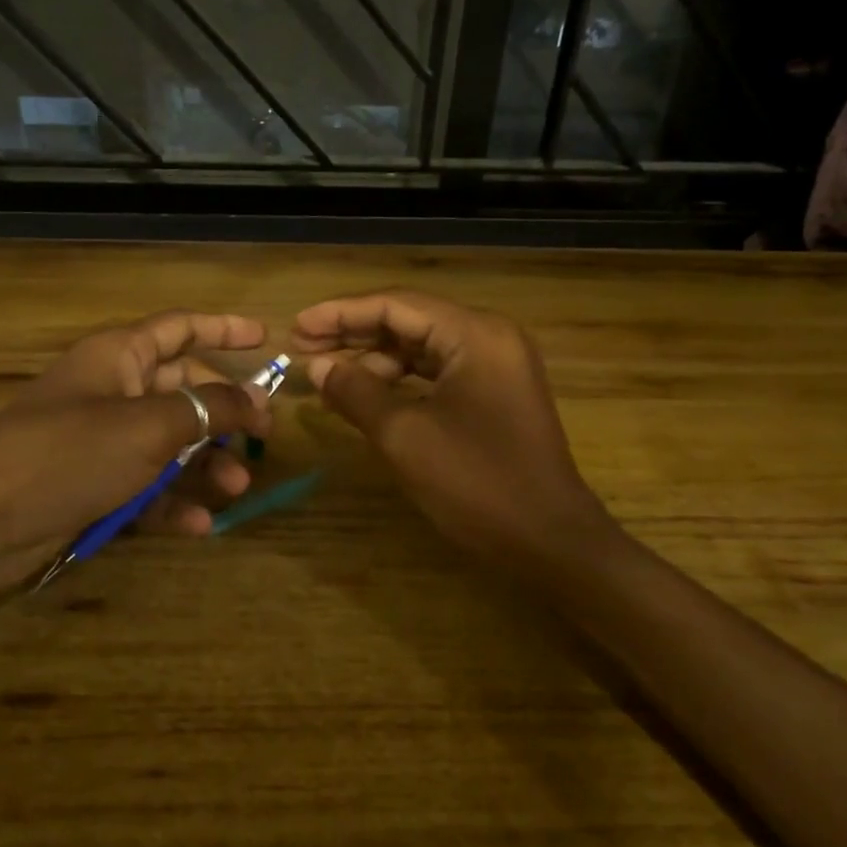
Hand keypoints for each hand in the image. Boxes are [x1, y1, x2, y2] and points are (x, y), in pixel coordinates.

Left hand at [0, 312, 274, 590]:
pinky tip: (198, 525)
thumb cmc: (69, 453)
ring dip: (205, 465)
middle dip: (223, 414)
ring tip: (237, 488)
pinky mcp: (92, 485)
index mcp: (119, 357)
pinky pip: (145, 486)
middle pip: (182, 391)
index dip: (224, 329)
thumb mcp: (149, 426)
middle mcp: (112, 392)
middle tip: (263, 437)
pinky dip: (172, 502)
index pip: (181, 328)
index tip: (266, 339)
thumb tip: (257, 397)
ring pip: (168, 444)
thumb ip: (209, 409)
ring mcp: (100, 441)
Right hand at [291, 290, 607, 569]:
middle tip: (301, 347)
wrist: (550, 542)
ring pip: (422, 348)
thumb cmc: (477, 483)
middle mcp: (489, 338)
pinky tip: (365, 394)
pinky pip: (436, 374)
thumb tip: (318, 366)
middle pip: (409, 321)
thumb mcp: (405, 436)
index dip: (341, 313)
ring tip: (326, 375)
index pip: (396, 305)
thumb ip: (357, 392)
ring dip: (373, 359)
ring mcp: (496, 367)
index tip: (296, 327)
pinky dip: (399, 381)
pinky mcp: (494, 395)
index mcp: (475, 334)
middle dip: (353, 333)